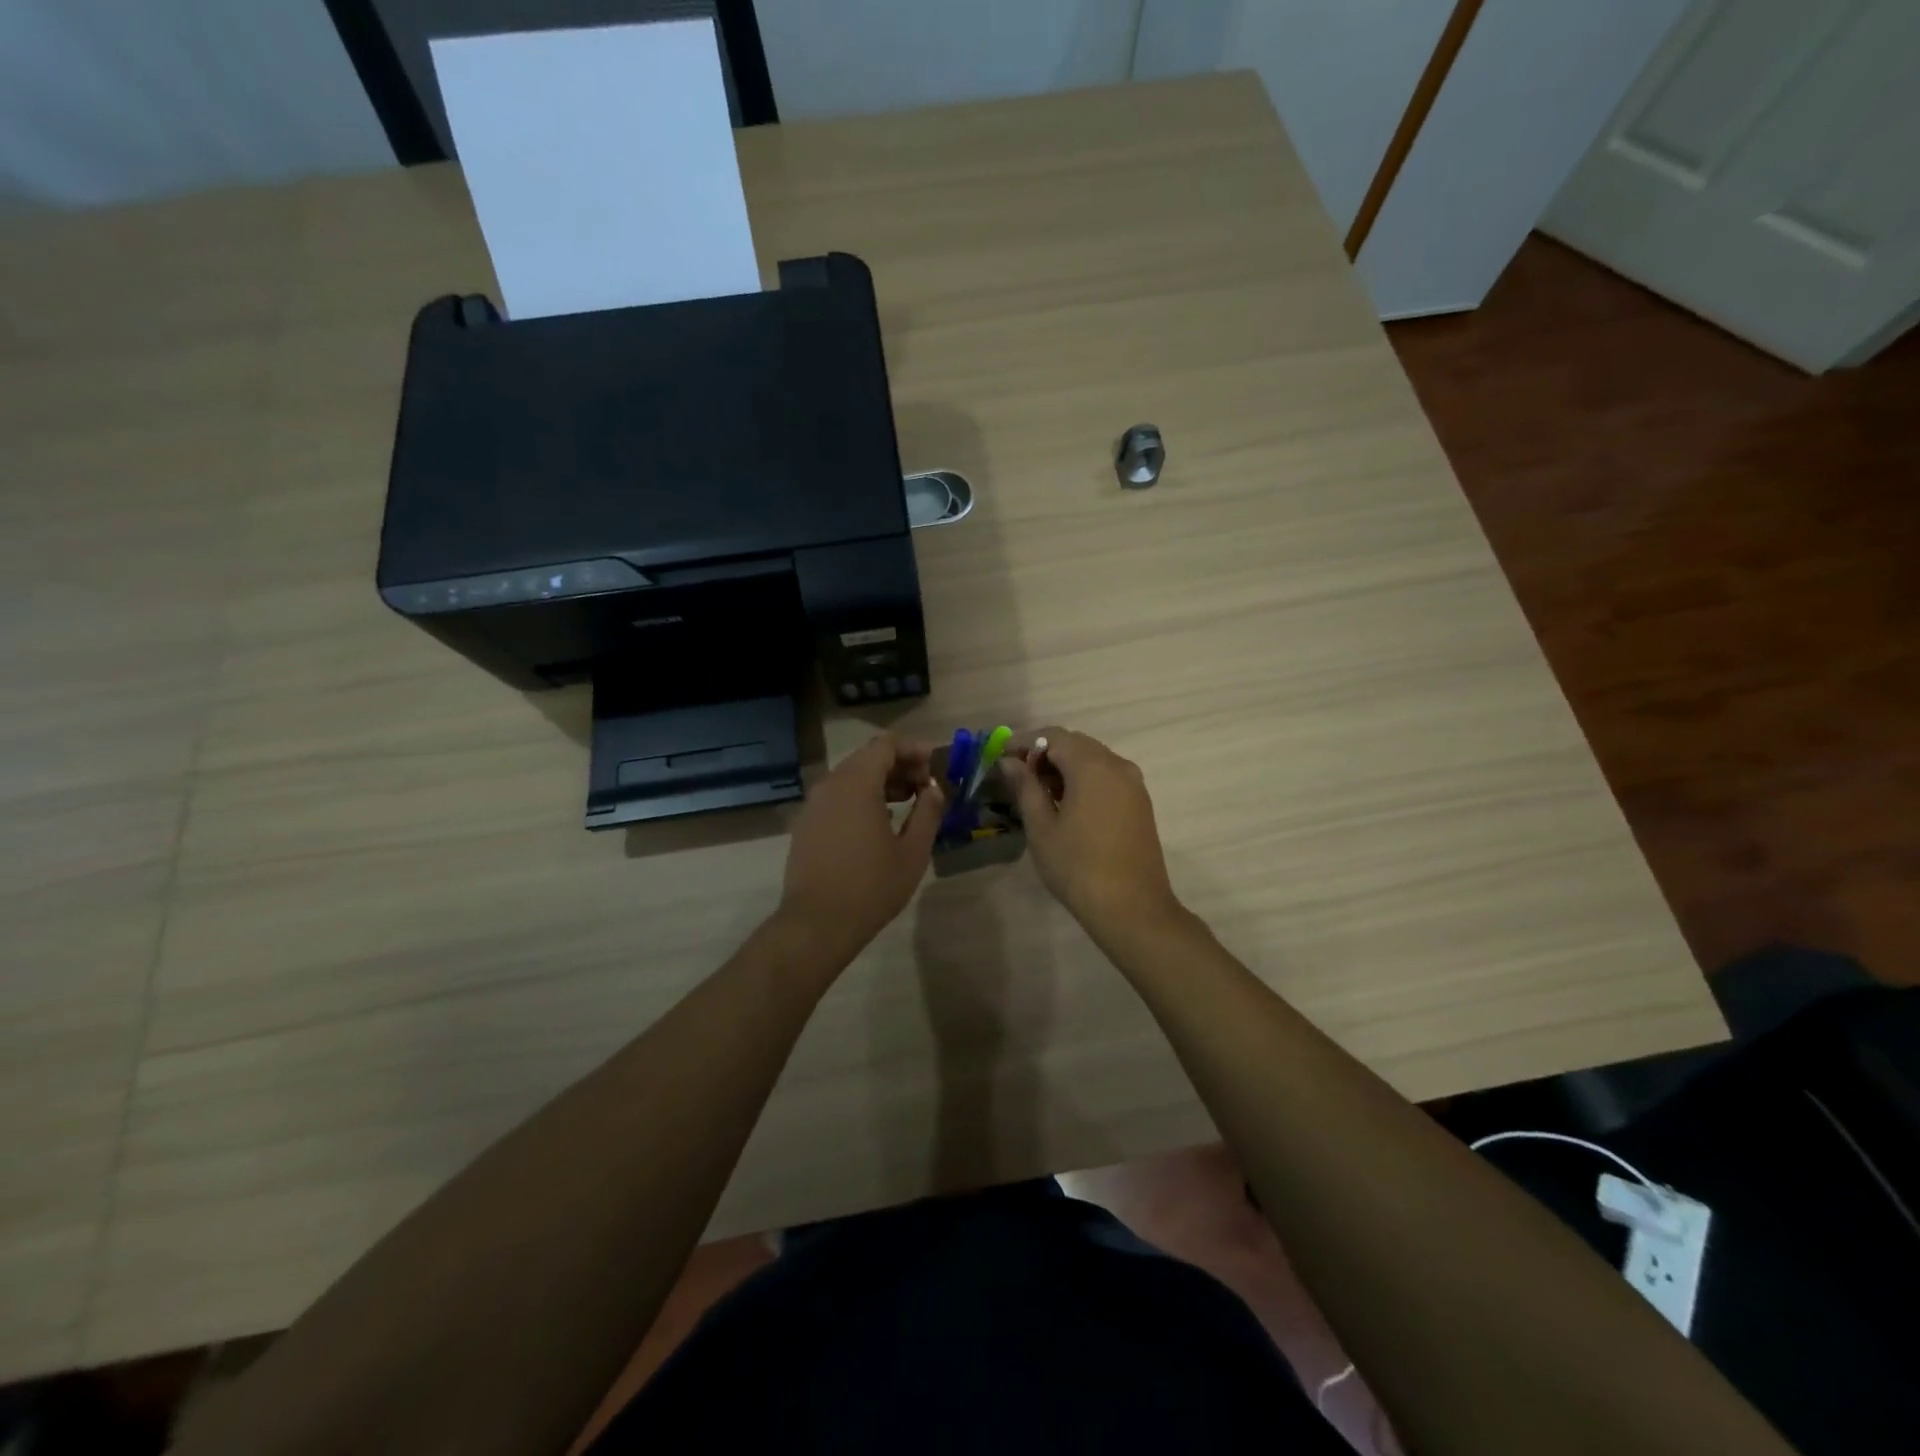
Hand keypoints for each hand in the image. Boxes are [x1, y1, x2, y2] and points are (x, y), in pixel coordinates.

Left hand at [778, 734, 944, 963]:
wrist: (817, 923)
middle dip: (900, 765)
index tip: (935, 766)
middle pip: (867, 758)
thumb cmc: (871, 887)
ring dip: (881, 782)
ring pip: (851, 777)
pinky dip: (861, 797)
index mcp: (857, 784)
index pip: (886, 744)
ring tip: (908, 802)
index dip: (914, 749)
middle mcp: (831, 785)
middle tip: (926, 785)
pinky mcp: (806, 823)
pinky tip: (879, 821)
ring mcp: (814, 804)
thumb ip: (928, 812)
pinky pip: (837, 796)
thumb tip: (935, 789)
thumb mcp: (913, 852)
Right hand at [1001, 729, 1184, 940]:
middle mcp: (1117, 765)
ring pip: (1094, 760)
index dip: (1025, 743)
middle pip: (1077, 744)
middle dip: (1046, 753)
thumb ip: (1025, 787)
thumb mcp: (1042, 827)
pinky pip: (1109, 777)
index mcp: (1092, 766)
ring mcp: (1134, 784)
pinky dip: (1086, 779)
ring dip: (1066, 766)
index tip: (1003, 758)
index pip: (1054, 736)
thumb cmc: (1078, 867)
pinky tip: (1069, 805)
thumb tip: (1009, 762)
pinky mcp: (1141, 803)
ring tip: (1041, 793)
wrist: (1132, 907)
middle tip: (1019, 777)